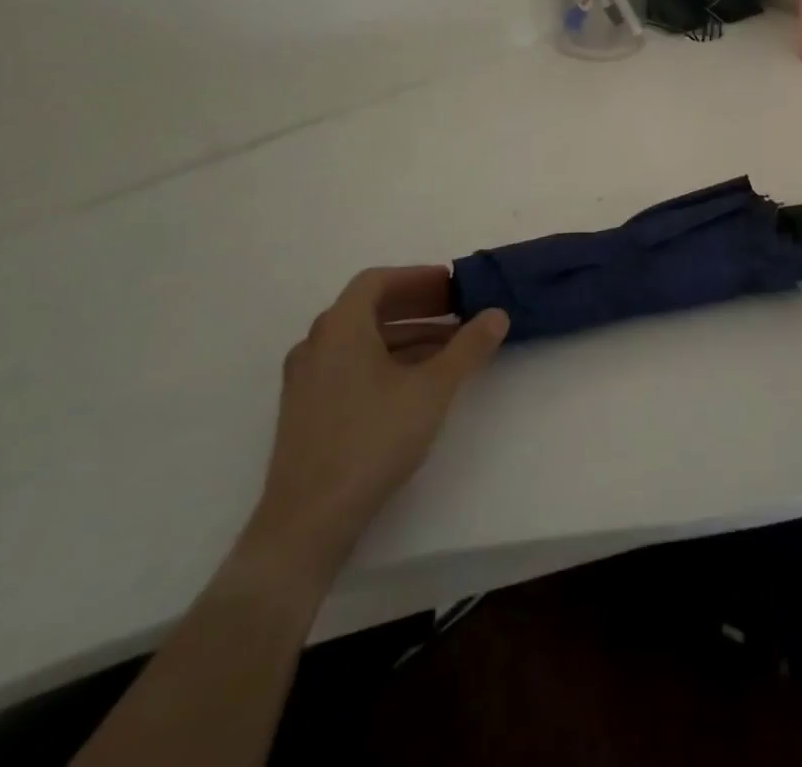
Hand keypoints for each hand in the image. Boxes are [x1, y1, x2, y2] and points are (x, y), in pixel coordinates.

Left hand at [237, 267, 507, 596]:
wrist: (307, 522)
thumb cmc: (372, 440)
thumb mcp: (433, 389)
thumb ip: (468, 347)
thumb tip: (497, 314)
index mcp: (340, 327)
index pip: (378, 281)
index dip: (418, 278)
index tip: (451, 286)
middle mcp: (316, 344)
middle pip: (368, 308)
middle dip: (416, 306)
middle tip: (455, 311)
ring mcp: (305, 379)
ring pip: (360, 340)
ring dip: (404, 335)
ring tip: (446, 348)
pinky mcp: (305, 410)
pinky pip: (348, 365)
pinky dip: (383, 360)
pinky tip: (414, 383)